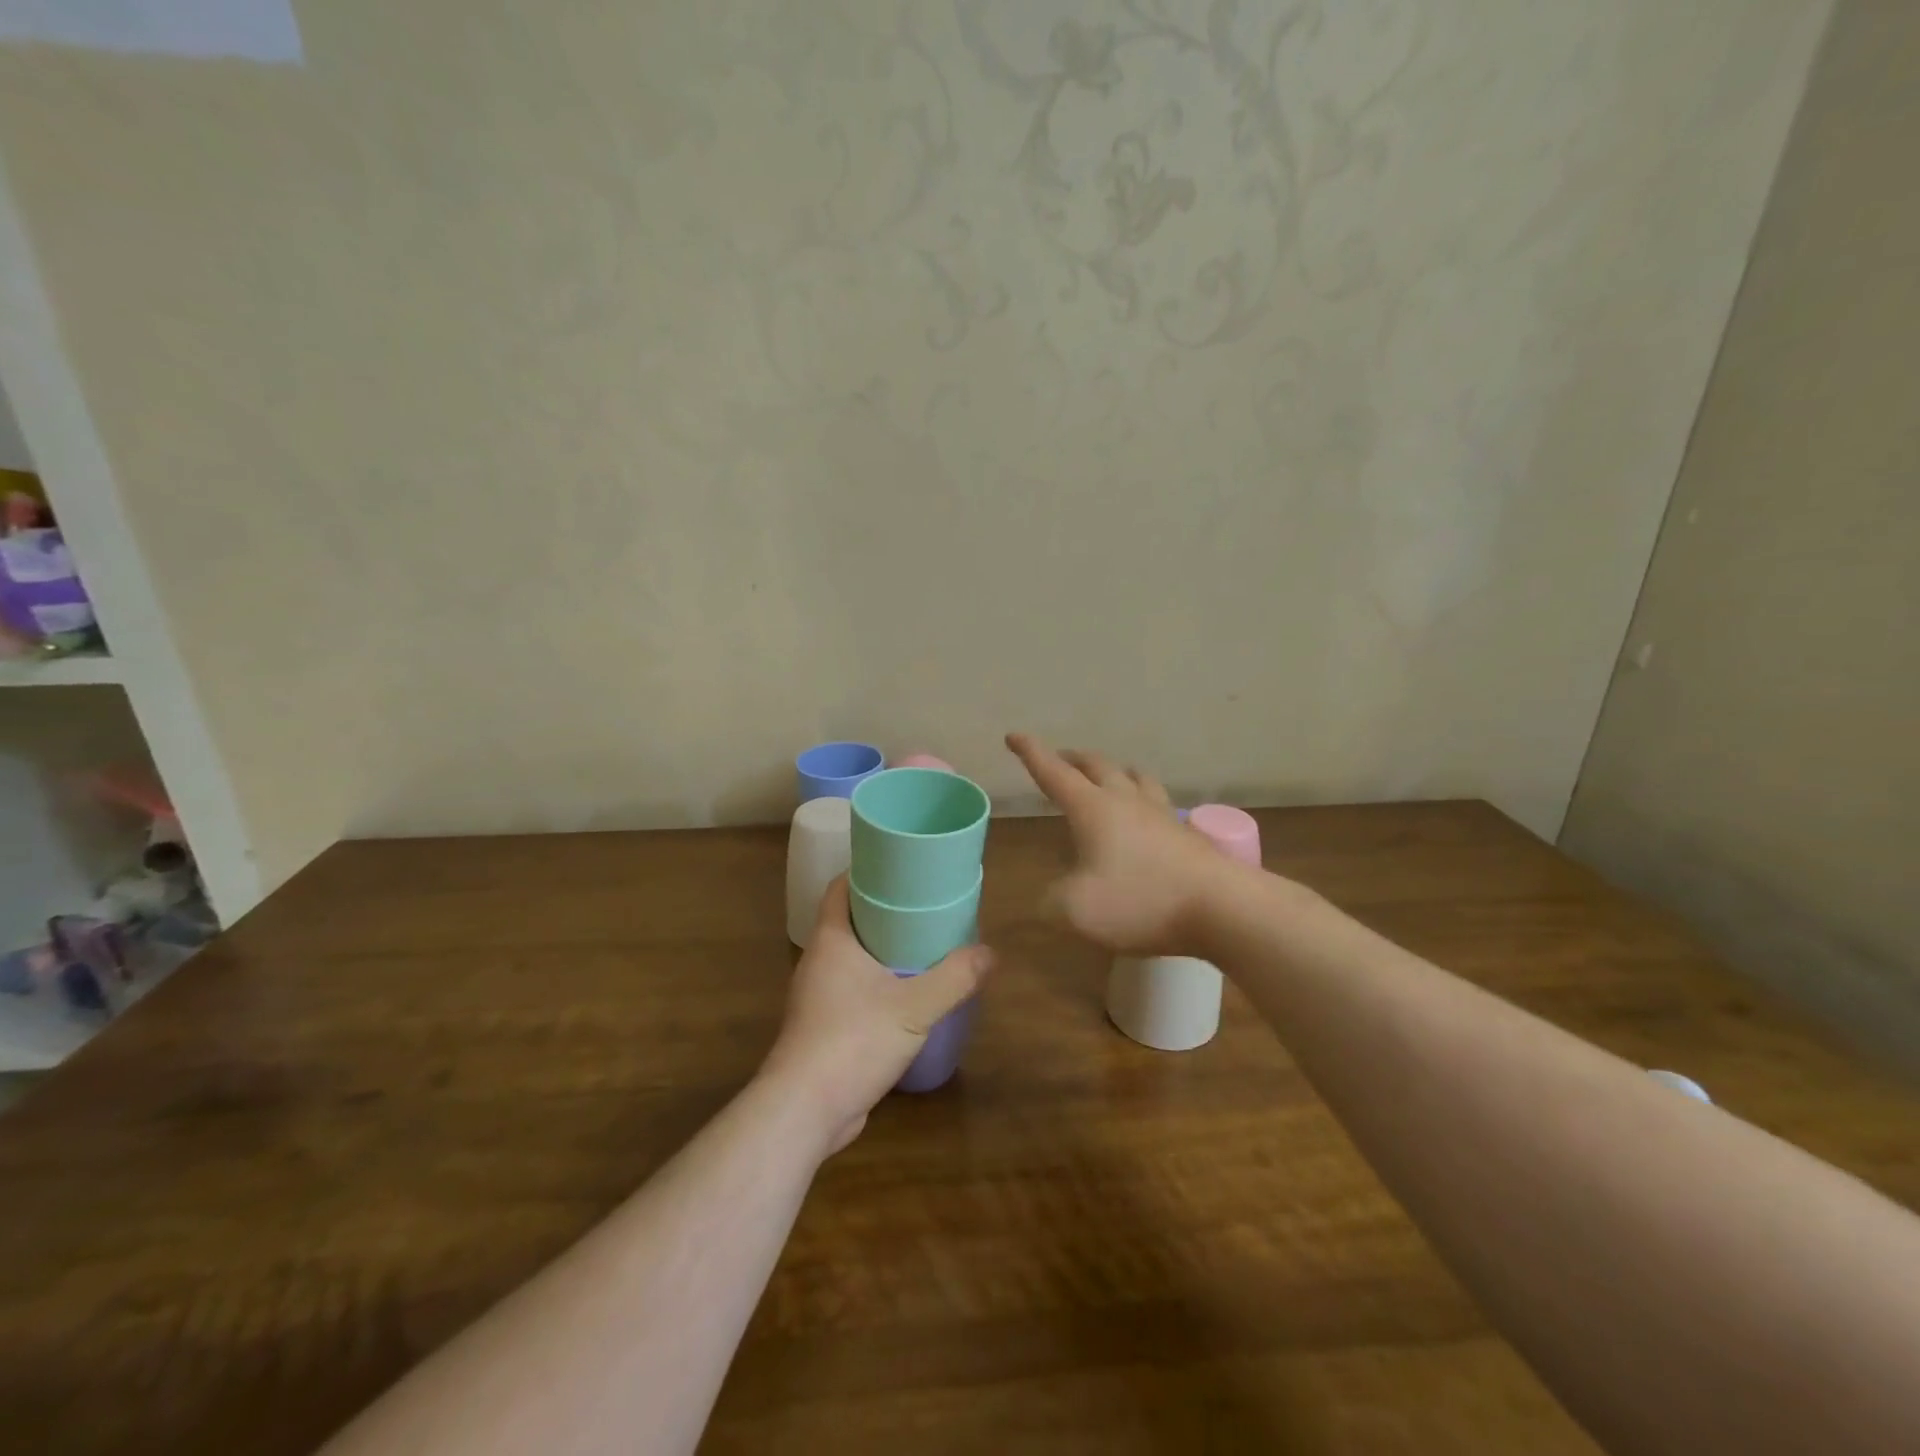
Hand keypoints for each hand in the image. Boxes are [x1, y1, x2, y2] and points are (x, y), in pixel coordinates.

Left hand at [761, 877, 992, 1155]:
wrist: (805, 1111)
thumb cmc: (852, 1041)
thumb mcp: (914, 1007)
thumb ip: (954, 978)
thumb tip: (990, 953)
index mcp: (832, 940)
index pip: (841, 888)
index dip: (866, 871)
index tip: (900, 866)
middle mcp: (819, 961)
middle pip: (851, 920)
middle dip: (885, 910)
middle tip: (925, 905)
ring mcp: (818, 996)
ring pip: (853, 957)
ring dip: (883, 949)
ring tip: (923, 945)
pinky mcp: (824, 1027)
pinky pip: (853, 990)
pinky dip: (878, 983)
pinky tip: (907, 994)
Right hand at [1006, 732, 1235, 956]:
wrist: (1222, 907)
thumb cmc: (1141, 901)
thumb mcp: (1076, 910)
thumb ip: (1052, 901)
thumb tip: (1051, 896)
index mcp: (1093, 808)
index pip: (1053, 772)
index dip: (1031, 753)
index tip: (1014, 736)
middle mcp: (1126, 801)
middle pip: (1097, 766)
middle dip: (1073, 759)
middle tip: (1060, 759)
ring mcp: (1162, 814)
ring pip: (1134, 778)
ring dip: (1114, 772)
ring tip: (1109, 776)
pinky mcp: (1187, 834)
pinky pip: (1158, 804)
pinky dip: (1142, 800)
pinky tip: (1147, 817)